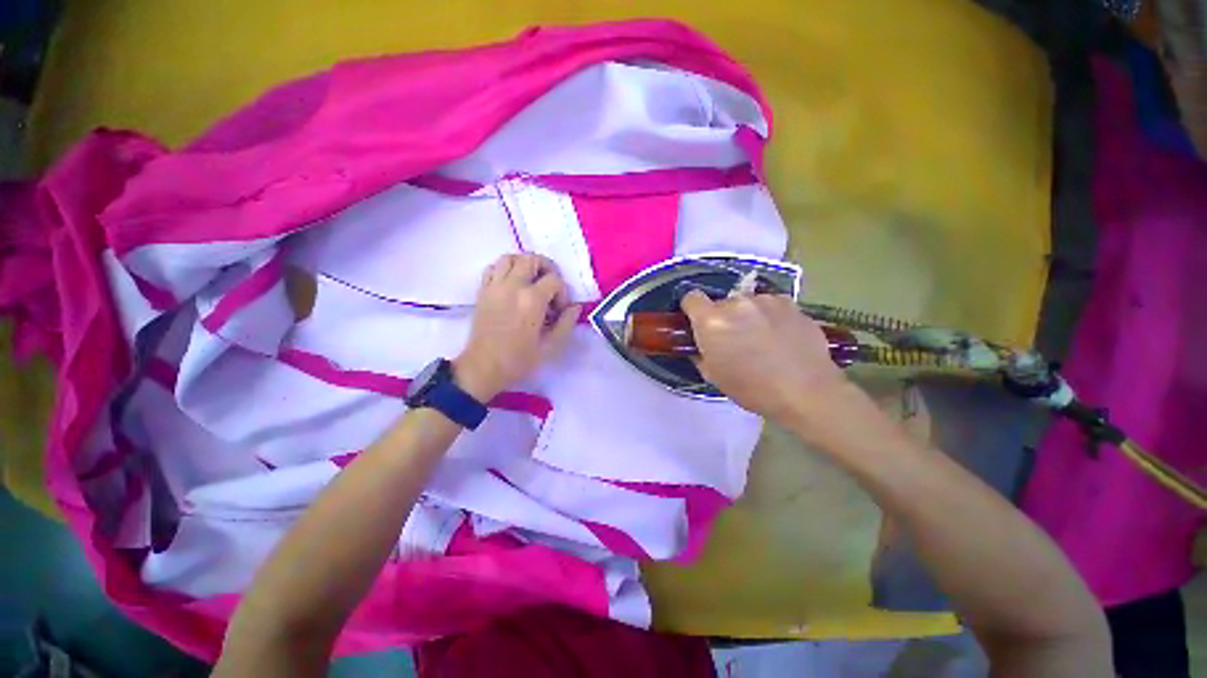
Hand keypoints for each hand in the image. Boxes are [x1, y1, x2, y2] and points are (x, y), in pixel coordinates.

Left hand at [454, 254, 580, 399]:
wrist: (483, 368)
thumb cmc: (519, 360)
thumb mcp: (550, 346)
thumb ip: (566, 323)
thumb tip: (575, 307)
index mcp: (531, 300)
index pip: (554, 280)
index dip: (563, 293)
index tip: (560, 310)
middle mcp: (512, 286)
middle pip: (532, 259)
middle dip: (547, 269)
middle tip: (551, 287)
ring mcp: (495, 287)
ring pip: (510, 257)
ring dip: (525, 264)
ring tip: (532, 281)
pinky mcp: (483, 291)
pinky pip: (493, 267)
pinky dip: (505, 269)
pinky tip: (513, 284)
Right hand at [681, 290, 849, 424]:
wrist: (806, 392)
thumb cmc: (752, 389)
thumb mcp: (713, 375)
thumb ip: (700, 352)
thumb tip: (700, 344)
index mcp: (712, 321)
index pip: (691, 297)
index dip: (692, 309)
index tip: (698, 323)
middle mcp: (736, 302)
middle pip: (721, 303)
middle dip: (722, 318)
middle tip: (734, 340)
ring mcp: (766, 300)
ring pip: (747, 303)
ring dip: (747, 316)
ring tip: (762, 339)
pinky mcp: (790, 303)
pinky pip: (770, 305)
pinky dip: (769, 316)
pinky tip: (780, 336)